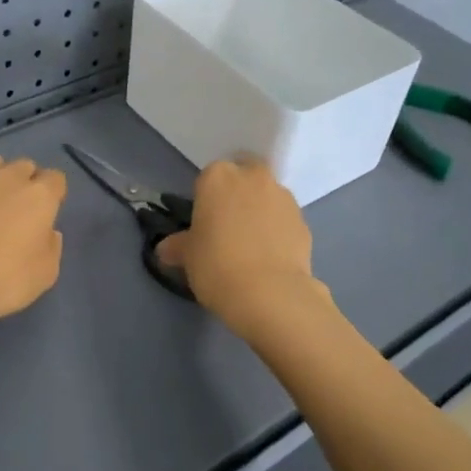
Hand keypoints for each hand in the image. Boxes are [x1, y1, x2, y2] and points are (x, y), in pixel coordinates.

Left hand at [0, 154, 66, 338]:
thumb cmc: (4, 280)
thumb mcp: (46, 273)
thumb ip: (51, 246)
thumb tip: (47, 232)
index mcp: (39, 195)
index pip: (56, 178)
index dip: (54, 194)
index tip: (47, 213)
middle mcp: (7, 178)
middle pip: (24, 166)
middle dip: (25, 182)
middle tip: (18, 210)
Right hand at [154, 160, 332, 332]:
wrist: (270, 293)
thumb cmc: (217, 265)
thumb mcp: (188, 257)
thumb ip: (177, 246)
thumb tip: (166, 249)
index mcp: (218, 177)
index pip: (208, 178)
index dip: (206, 199)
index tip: (204, 223)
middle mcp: (253, 177)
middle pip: (244, 177)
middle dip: (238, 195)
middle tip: (229, 227)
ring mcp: (283, 197)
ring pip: (267, 197)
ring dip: (260, 211)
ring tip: (252, 246)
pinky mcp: (304, 221)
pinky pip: (284, 220)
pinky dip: (278, 231)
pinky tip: (270, 257)